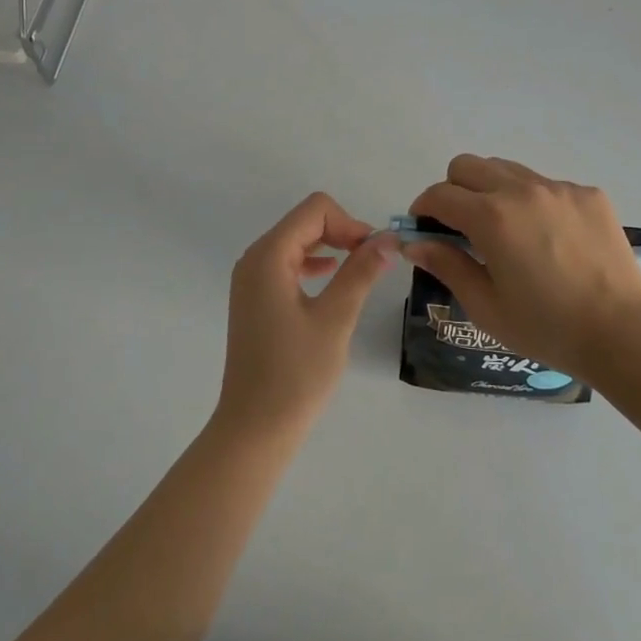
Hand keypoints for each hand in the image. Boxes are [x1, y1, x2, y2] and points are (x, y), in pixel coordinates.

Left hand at [216, 193, 401, 434]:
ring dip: (331, 247)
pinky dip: (314, 263)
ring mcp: (252, 280)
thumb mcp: (335, 319)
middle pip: (305, 221)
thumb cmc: (296, 374)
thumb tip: (388, 238)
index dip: (350, 222)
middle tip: (373, 261)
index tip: (374, 253)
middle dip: (342, 232)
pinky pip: (288, 263)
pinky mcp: (256, 299)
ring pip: (298, 241)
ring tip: (360, 270)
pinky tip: (333, 280)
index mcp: (268, 256)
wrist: (254, 430)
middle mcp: (255, 259)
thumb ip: (361, 272)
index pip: (315, 210)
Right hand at [406, 155, 640, 377]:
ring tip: (505, 230)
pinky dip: (533, 202)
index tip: (424, 229)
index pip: (440, 195)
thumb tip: (413, 243)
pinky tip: (548, 239)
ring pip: (507, 169)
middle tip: (460, 227)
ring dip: (492, 191)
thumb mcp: (486, 305)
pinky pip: (546, 185)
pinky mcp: (588, 194)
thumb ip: (447, 265)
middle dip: (453, 190)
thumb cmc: (546, 328)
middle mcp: (522, 190)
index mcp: (491, 217)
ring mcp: (559, 188)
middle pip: (468, 166)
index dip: (423, 209)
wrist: (622, 333)